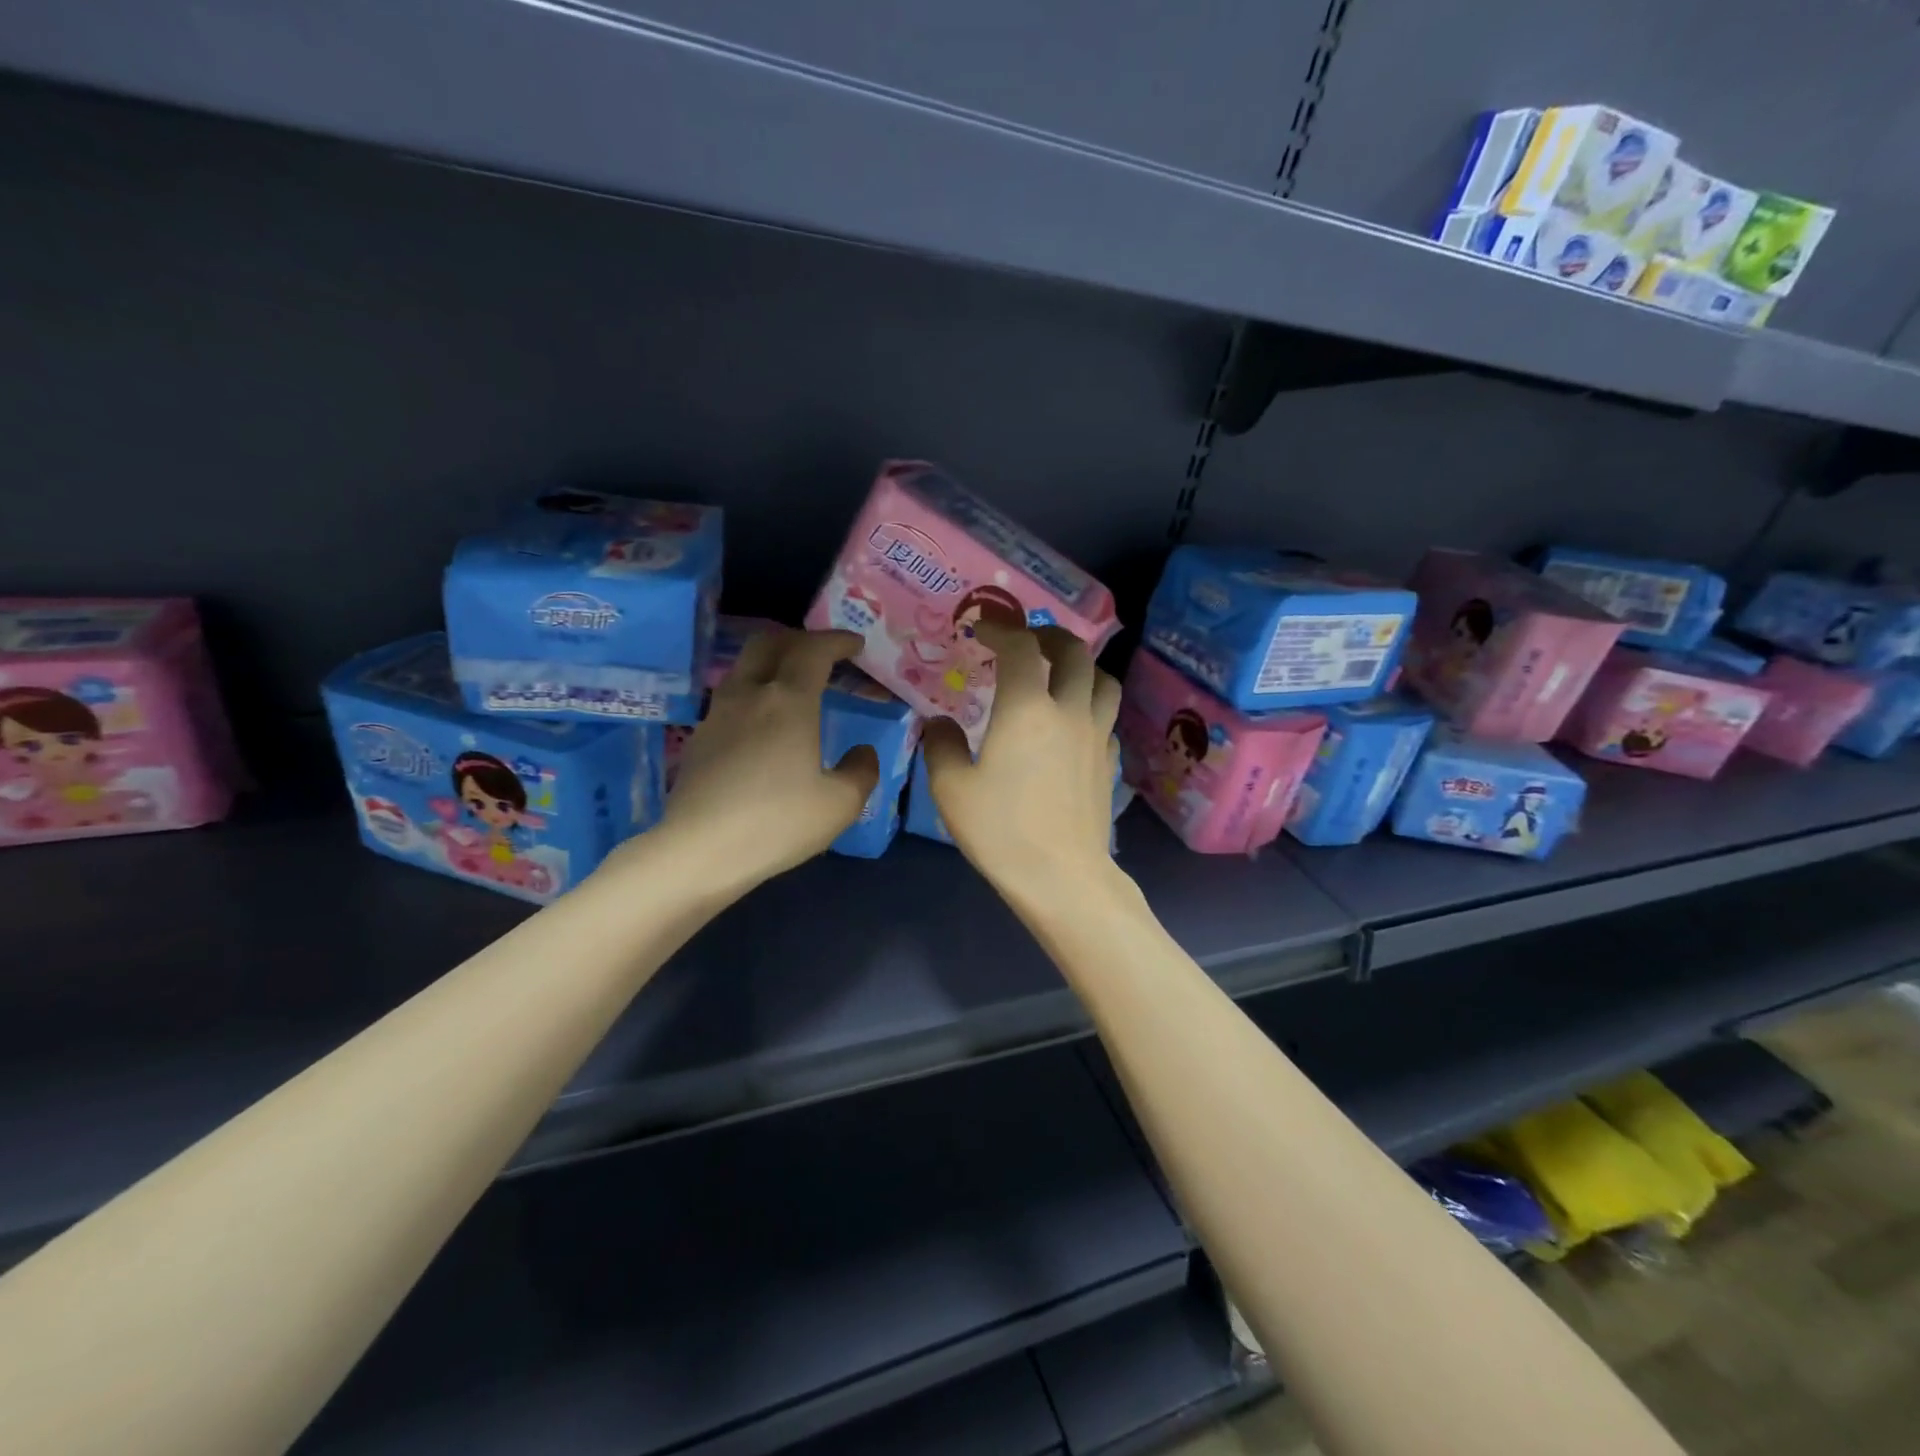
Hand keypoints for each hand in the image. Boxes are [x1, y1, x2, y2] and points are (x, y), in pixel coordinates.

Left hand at [643, 629, 878, 894]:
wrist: (700, 851)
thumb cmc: (777, 822)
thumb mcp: (840, 804)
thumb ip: (860, 771)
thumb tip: (863, 753)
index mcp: (788, 701)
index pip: (814, 650)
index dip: (837, 640)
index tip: (855, 644)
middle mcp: (750, 695)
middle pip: (769, 643)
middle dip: (799, 640)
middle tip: (822, 655)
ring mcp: (718, 715)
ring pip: (745, 668)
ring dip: (772, 664)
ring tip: (793, 686)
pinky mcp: (699, 739)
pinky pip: (731, 698)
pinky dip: (755, 694)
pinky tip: (764, 725)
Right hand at [923, 623, 1121, 891]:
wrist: (1062, 877)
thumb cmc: (1002, 831)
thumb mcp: (952, 789)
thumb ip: (941, 746)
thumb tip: (940, 723)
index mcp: (1027, 709)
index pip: (1020, 647)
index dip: (1000, 629)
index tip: (981, 629)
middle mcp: (1069, 711)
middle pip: (1074, 651)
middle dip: (1048, 635)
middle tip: (1027, 641)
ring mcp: (1096, 736)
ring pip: (1103, 679)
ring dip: (1081, 664)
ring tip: (1058, 673)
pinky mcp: (1109, 762)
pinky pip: (1107, 716)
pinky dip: (1091, 704)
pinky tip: (1073, 722)